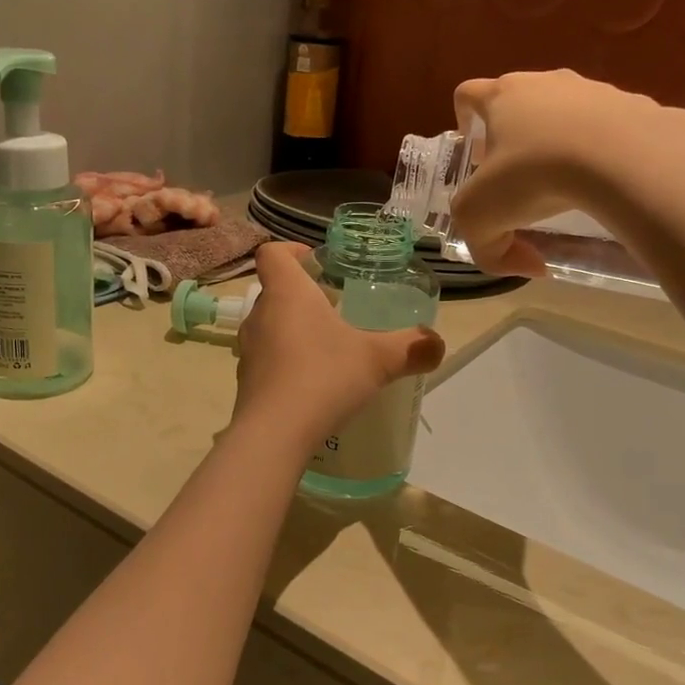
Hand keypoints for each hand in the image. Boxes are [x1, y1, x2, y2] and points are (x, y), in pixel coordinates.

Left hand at [232, 243, 443, 447]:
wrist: (275, 434)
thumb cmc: (324, 377)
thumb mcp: (378, 360)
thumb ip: (411, 348)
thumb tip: (438, 343)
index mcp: (286, 294)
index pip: (271, 254)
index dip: (290, 250)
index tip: (315, 261)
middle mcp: (260, 316)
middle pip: (274, 291)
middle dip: (303, 295)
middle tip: (335, 308)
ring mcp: (248, 351)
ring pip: (270, 327)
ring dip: (294, 329)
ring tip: (328, 346)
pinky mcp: (247, 382)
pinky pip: (267, 360)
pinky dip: (287, 362)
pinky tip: (314, 383)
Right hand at [448, 69, 684, 276]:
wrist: (625, 158)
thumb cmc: (534, 176)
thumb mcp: (482, 221)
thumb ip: (489, 250)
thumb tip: (527, 264)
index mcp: (502, 97)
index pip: (468, 94)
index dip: (463, 119)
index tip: (473, 152)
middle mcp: (546, 82)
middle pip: (519, 102)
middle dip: (513, 138)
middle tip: (516, 179)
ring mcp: (595, 90)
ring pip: (566, 114)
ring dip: (559, 144)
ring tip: (568, 186)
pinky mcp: (637, 106)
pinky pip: (611, 130)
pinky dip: (604, 154)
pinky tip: (609, 185)